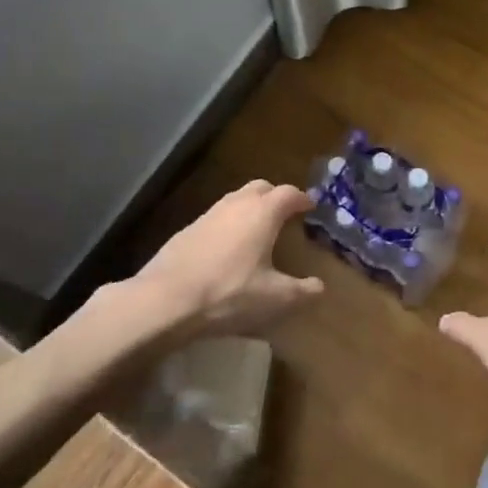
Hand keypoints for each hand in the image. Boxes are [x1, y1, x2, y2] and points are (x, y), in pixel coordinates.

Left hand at [128, 180, 323, 335]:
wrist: (166, 299)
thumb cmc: (229, 293)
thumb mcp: (274, 298)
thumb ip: (302, 291)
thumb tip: (320, 287)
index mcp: (263, 213)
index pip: (289, 194)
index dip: (302, 198)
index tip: (311, 206)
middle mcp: (236, 204)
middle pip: (261, 187)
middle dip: (275, 196)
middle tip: (285, 214)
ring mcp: (208, 214)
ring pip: (236, 199)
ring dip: (250, 208)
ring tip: (258, 230)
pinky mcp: (187, 230)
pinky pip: (216, 217)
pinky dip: (229, 224)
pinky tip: (227, 248)